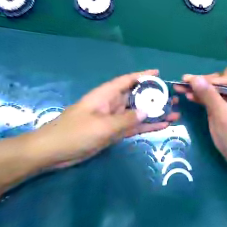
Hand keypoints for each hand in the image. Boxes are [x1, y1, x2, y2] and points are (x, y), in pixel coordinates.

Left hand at [27, 70, 179, 167]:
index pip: (127, 80)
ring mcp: (115, 118)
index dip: (143, 76)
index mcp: (106, 95)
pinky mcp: (115, 131)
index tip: (159, 74)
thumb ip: (126, 119)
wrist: (54, 152)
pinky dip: (147, 126)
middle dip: (154, 96)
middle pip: (137, 96)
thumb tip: (147, 112)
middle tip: (172, 98)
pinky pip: (135, 126)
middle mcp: (113, 104)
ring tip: (173, 112)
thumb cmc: (74, 133)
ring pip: (138, 112)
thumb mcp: (102, 126)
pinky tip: (162, 126)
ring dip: (154, 113)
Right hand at [173, 63, 226, 168]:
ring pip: (211, 89)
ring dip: (197, 88)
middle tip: (185, 81)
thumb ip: (208, 94)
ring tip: (180, 86)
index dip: (219, 76)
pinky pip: (208, 98)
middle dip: (203, 81)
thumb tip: (194, 78)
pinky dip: (199, 97)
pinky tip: (188, 95)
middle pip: (219, 79)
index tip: (207, 85)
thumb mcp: (221, 112)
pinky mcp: (219, 108)